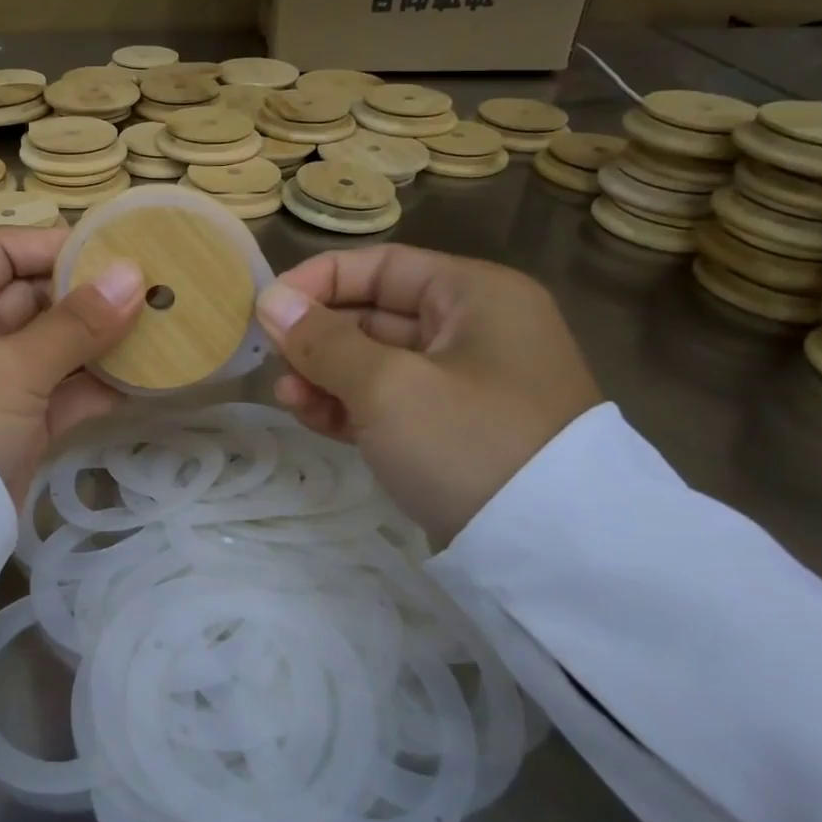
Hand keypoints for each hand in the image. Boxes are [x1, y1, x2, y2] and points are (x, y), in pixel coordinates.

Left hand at [0, 227, 144, 505]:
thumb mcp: (10, 367)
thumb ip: (75, 323)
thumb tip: (134, 275)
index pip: (3, 251)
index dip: (57, 247)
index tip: (118, 252)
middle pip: (33, 297)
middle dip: (90, 296)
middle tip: (154, 290)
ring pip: (53, 347)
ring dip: (100, 342)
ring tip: (161, 329)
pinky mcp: (14, 424)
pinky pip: (60, 391)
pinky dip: (96, 386)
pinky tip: (144, 378)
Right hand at [255, 245, 600, 547]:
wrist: (553, 556)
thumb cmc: (468, 442)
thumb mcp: (386, 386)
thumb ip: (322, 340)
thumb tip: (270, 301)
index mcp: (475, 296)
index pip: (382, 265)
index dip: (319, 280)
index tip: (267, 307)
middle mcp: (473, 330)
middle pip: (374, 313)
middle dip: (317, 335)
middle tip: (269, 358)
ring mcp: (465, 384)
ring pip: (376, 362)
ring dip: (325, 374)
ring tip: (286, 396)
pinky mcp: (453, 431)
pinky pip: (389, 402)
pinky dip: (349, 405)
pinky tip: (309, 415)